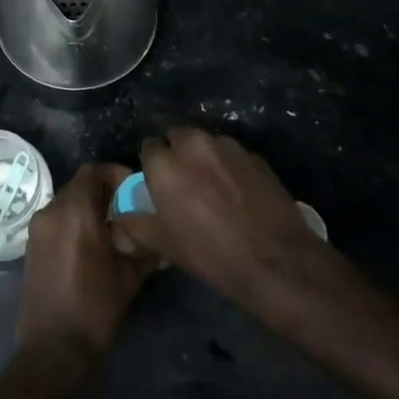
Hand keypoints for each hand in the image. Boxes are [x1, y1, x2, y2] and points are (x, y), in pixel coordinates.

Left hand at [16, 163, 154, 374]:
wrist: (52, 350)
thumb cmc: (94, 310)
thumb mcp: (129, 277)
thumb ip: (146, 247)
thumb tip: (164, 234)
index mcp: (74, 212)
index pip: (94, 171)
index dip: (116, 174)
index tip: (136, 192)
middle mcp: (51, 211)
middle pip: (80, 184)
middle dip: (105, 192)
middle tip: (129, 211)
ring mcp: (37, 228)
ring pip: (67, 201)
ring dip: (89, 207)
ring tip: (114, 230)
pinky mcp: (31, 245)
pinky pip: (56, 219)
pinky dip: (75, 221)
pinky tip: (93, 246)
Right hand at [111, 125, 328, 306]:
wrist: (277, 261)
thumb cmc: (213, 255)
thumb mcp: (165, 246)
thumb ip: (136, 224)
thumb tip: (121, 216)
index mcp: (165, 164)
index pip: (148, 147)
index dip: (152, 166)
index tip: (159, 186)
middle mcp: (194, 144)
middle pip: (177, 137)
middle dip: (177, 154)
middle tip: (184, 184)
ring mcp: (228, 146)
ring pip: (205, 143)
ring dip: (203, 157)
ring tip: (213, 187)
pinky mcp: (254, 155)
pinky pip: (232, 154)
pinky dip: (229, 166)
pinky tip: (238, 192)